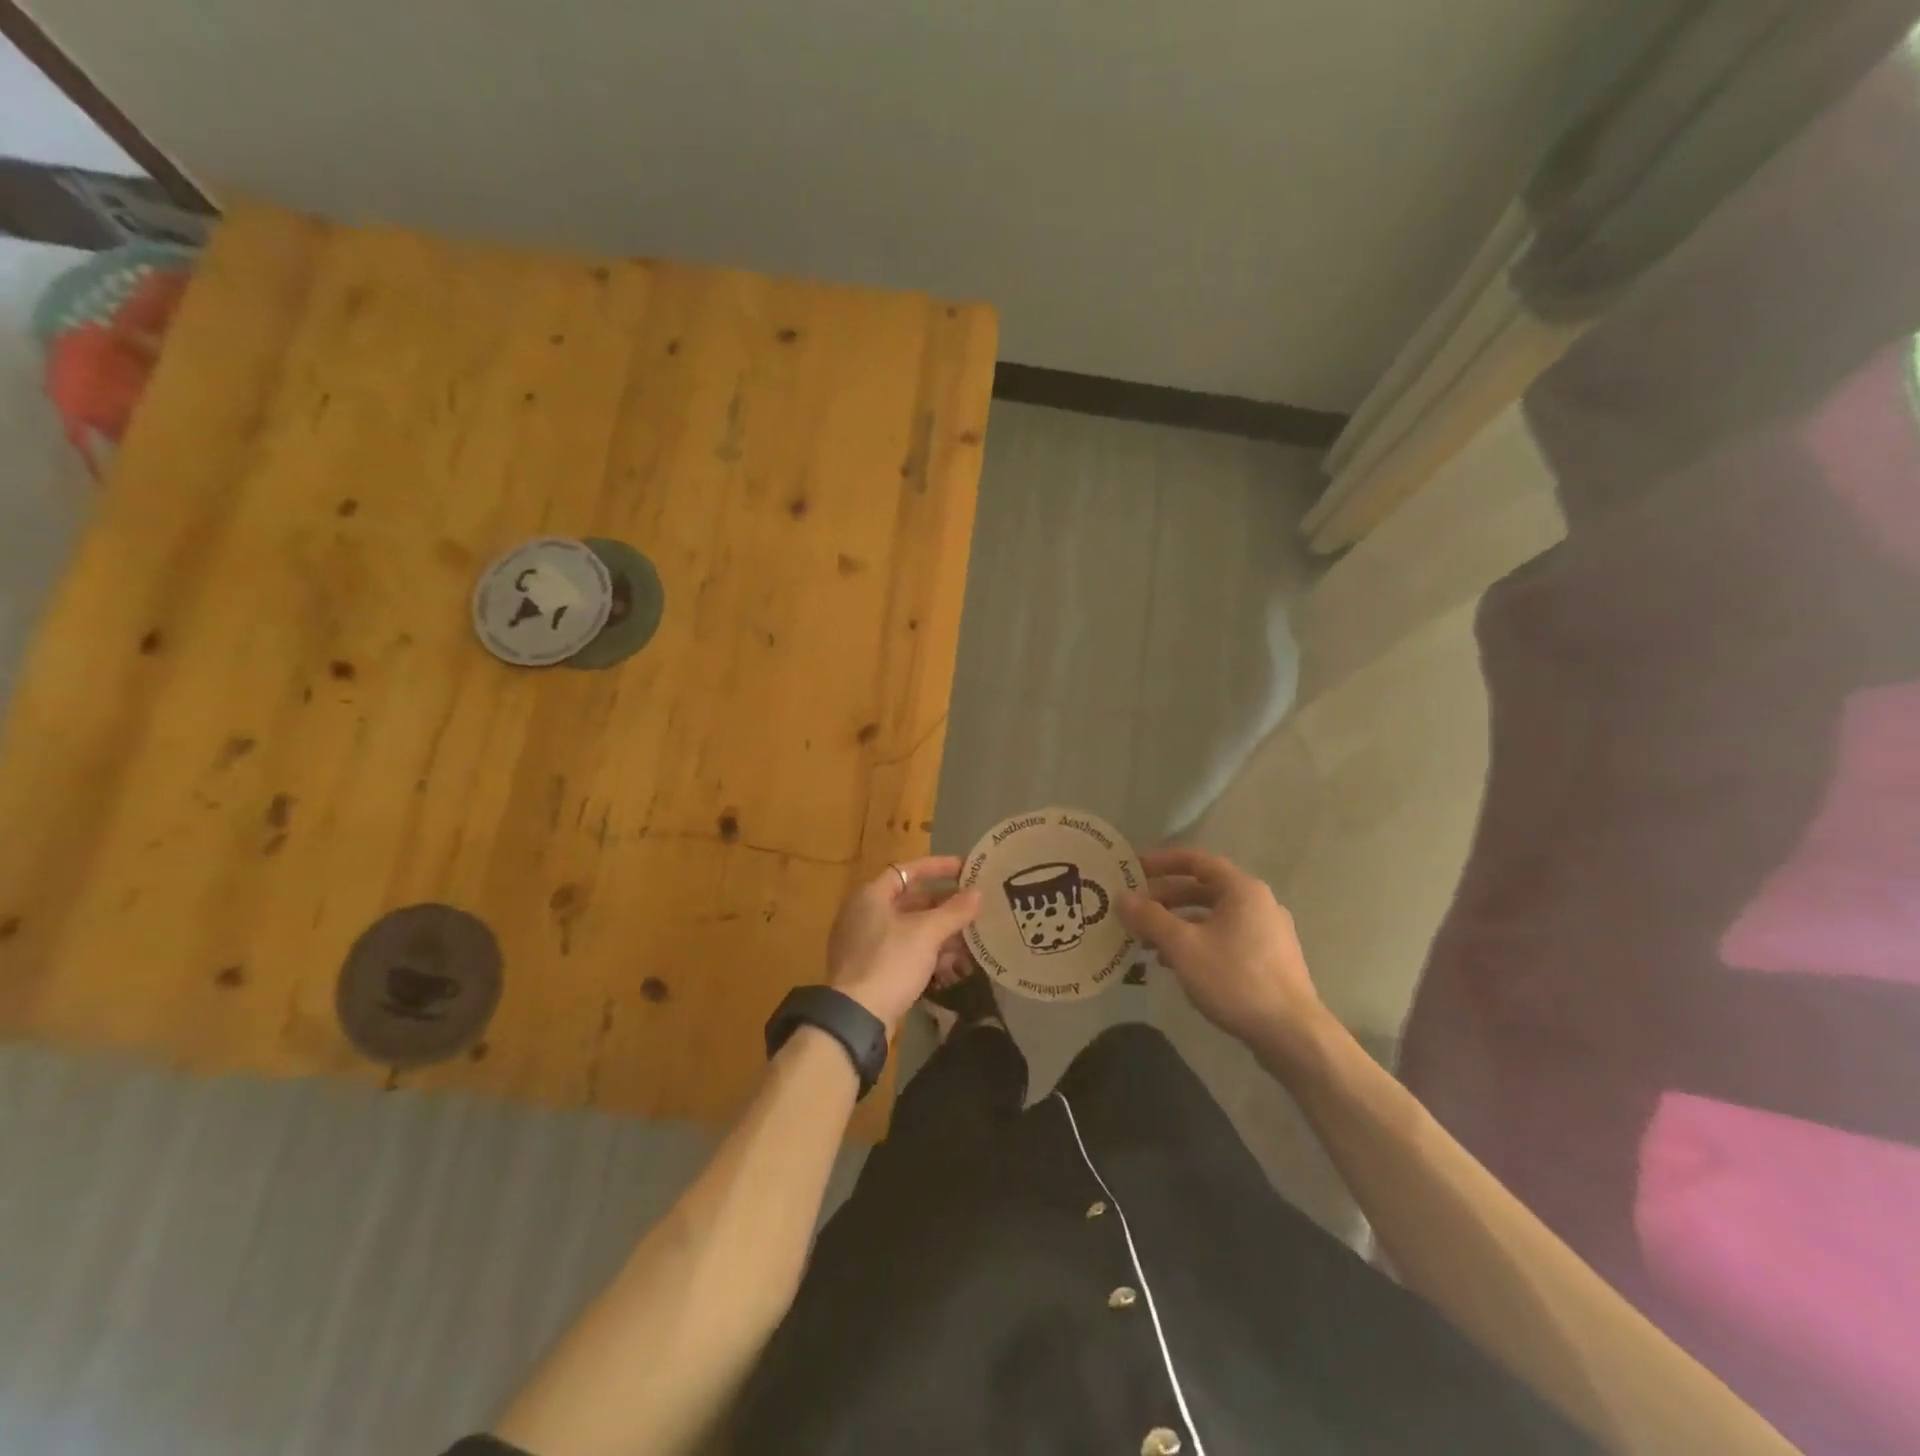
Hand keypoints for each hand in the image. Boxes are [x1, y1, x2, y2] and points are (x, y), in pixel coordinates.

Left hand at [827, 857, 981, 1036]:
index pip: (907, 870)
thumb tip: (978, 892)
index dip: (937, 867)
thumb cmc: (890, 962)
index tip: (965, 869)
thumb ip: (954, 911)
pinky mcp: (871, 970)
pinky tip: (951, 966)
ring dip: (939, 933)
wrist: (857, 1017)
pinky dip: (926, 954)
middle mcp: (864, 915)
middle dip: (943, 906)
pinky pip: (903, 953)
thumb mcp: (926, 933)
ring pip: (909, 930)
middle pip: (909, 901)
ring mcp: (866, 944)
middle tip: (972, 906)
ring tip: (970, 938)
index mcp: (871, 896)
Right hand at [1118, 847, 1326, 1049]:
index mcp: (1242, 890)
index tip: (1133, 869)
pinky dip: (1197, 941)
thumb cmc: (1235, 979)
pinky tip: (1175, 964)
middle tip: (1135, 908)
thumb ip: (1150, 918)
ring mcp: (1267, 932)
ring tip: (1147, 940)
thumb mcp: (1183, 946)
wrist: (1292, 1035)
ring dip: (1178, 923)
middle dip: (1166, 897)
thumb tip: (1122, 897)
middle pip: (1204, 888)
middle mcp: (1258, 903)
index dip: (1162, 862)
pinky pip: (1225, 937)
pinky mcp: (1269, 960)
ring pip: (1213, 916)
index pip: (1196, 860)